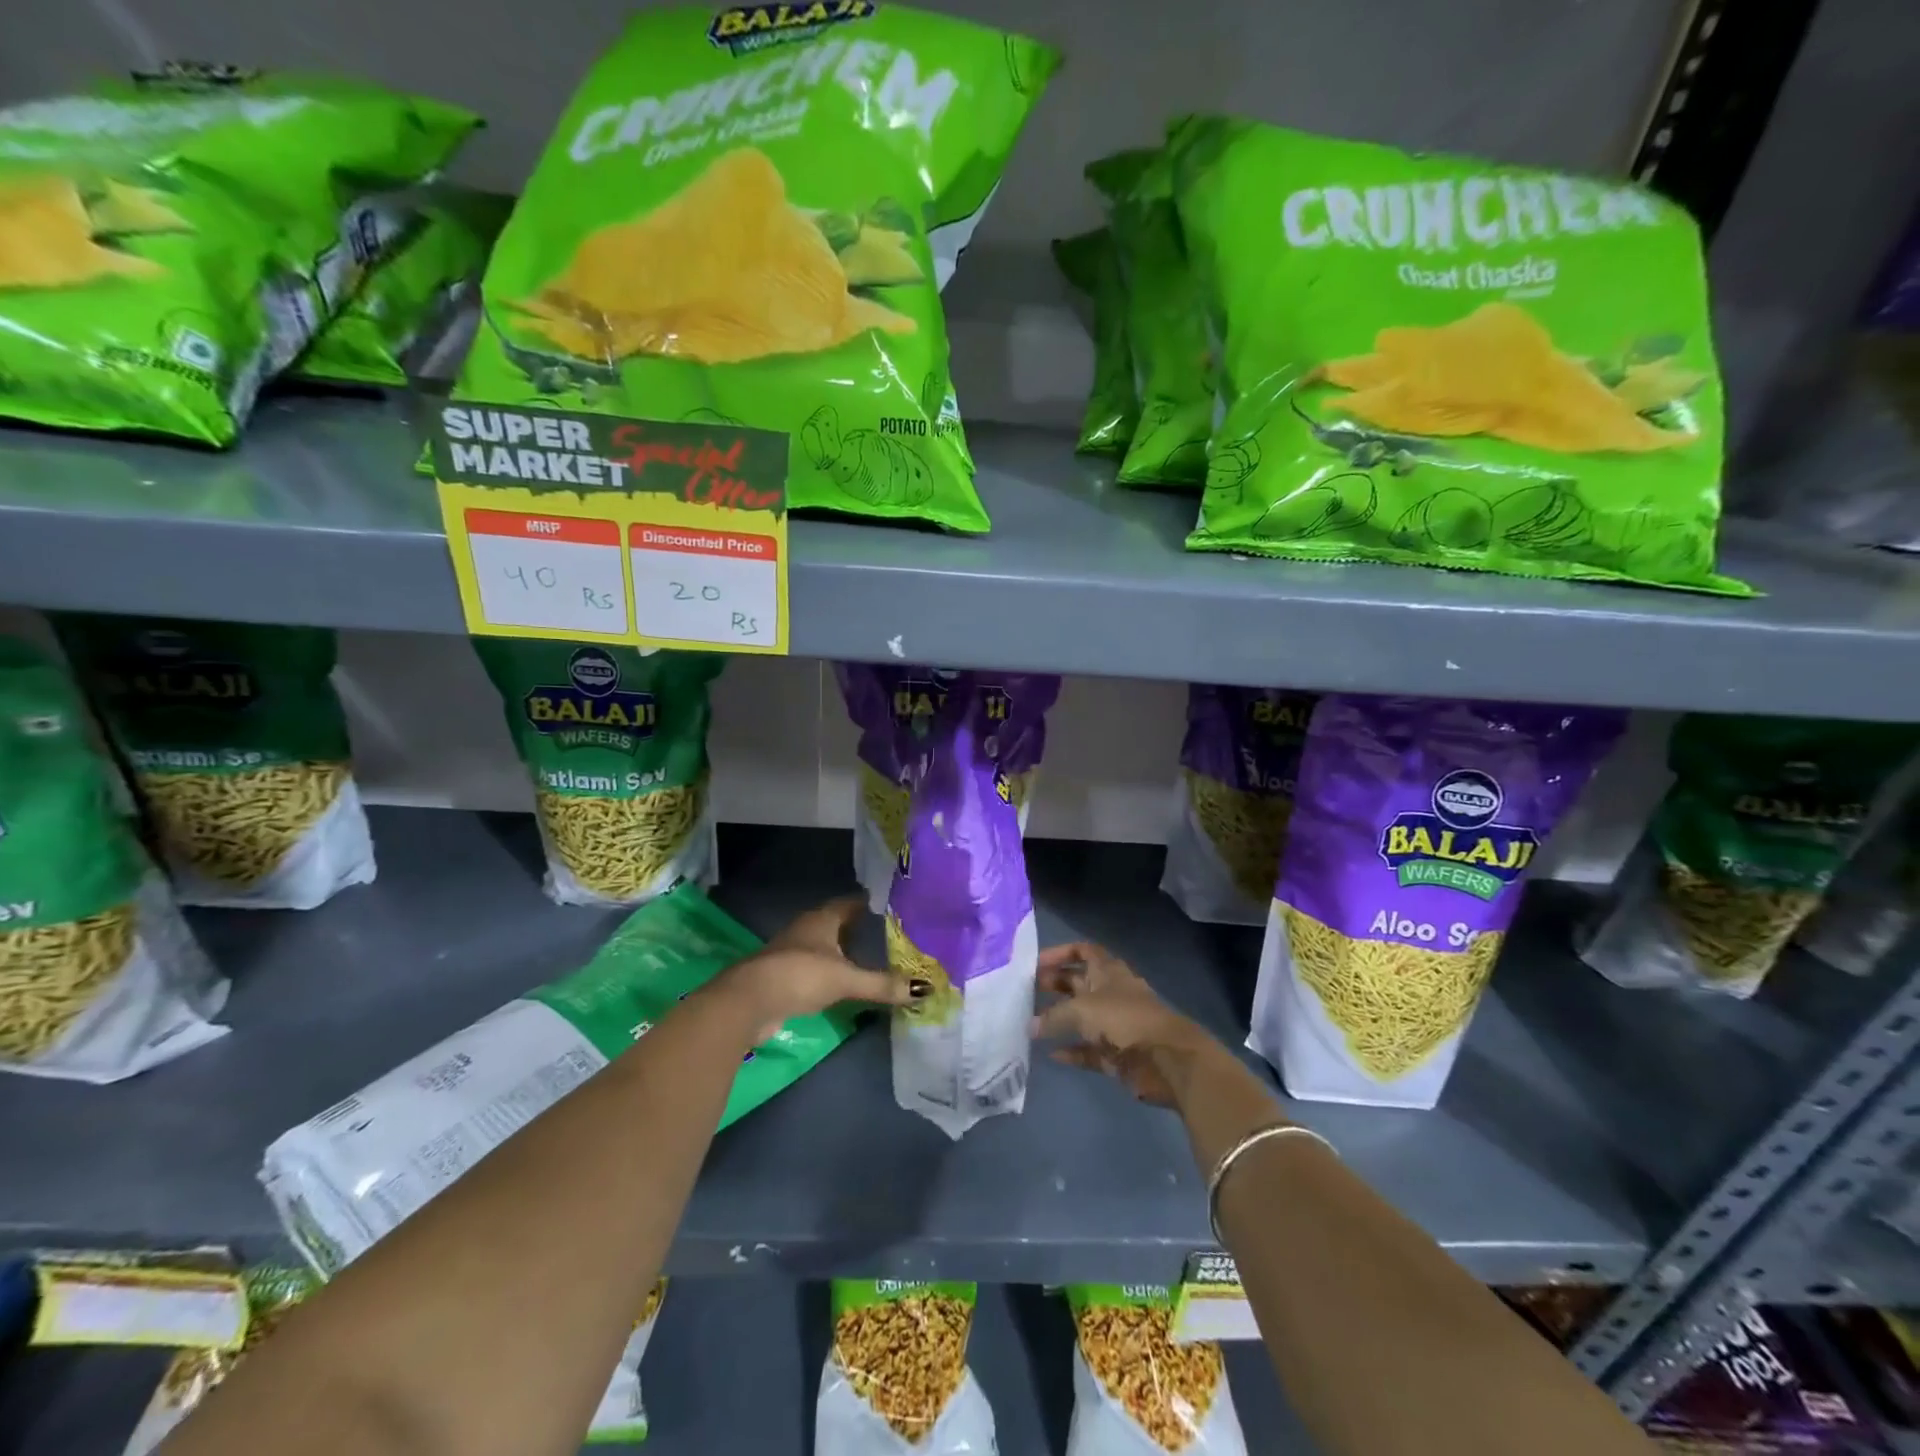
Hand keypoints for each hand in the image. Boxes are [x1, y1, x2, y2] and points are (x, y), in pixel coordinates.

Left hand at [718, 897, 907, 1044]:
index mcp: (821, 919)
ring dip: (839, 950)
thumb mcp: (846, 979)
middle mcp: (805, 930)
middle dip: (854, 927)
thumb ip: (882, 984)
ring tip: (865, 957)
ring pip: (821, 945)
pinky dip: (827, 971)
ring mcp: (790, 953)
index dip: (864, 903)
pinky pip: (812, 967)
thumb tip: (925, 989)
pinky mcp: (782, 977)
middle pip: (834, 923)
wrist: (748, 1002)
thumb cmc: (800, 975)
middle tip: (882, 932)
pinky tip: (840, 982)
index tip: (885, 905)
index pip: (848, 903)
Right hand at [1030, 941, 1212, 1107]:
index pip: (1083, 951)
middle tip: (1025, 992)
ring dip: (1059, 1020)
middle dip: (1054, 985)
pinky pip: (1088, 1049)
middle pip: (1078, 982)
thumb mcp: (1082, 1010)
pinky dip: (1072, 1050)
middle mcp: (1110, 993)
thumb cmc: (1124, 1020)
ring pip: (1081, 1017)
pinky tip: (1051, 1054)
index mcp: (1107, 971)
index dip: (1060, 953)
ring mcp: (1114, 1024)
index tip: (1035, 963)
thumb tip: (1030, 1026)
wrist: (1166, 1059)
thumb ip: (1053, 1017)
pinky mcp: (1116, 1053)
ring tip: (1030, 1023)